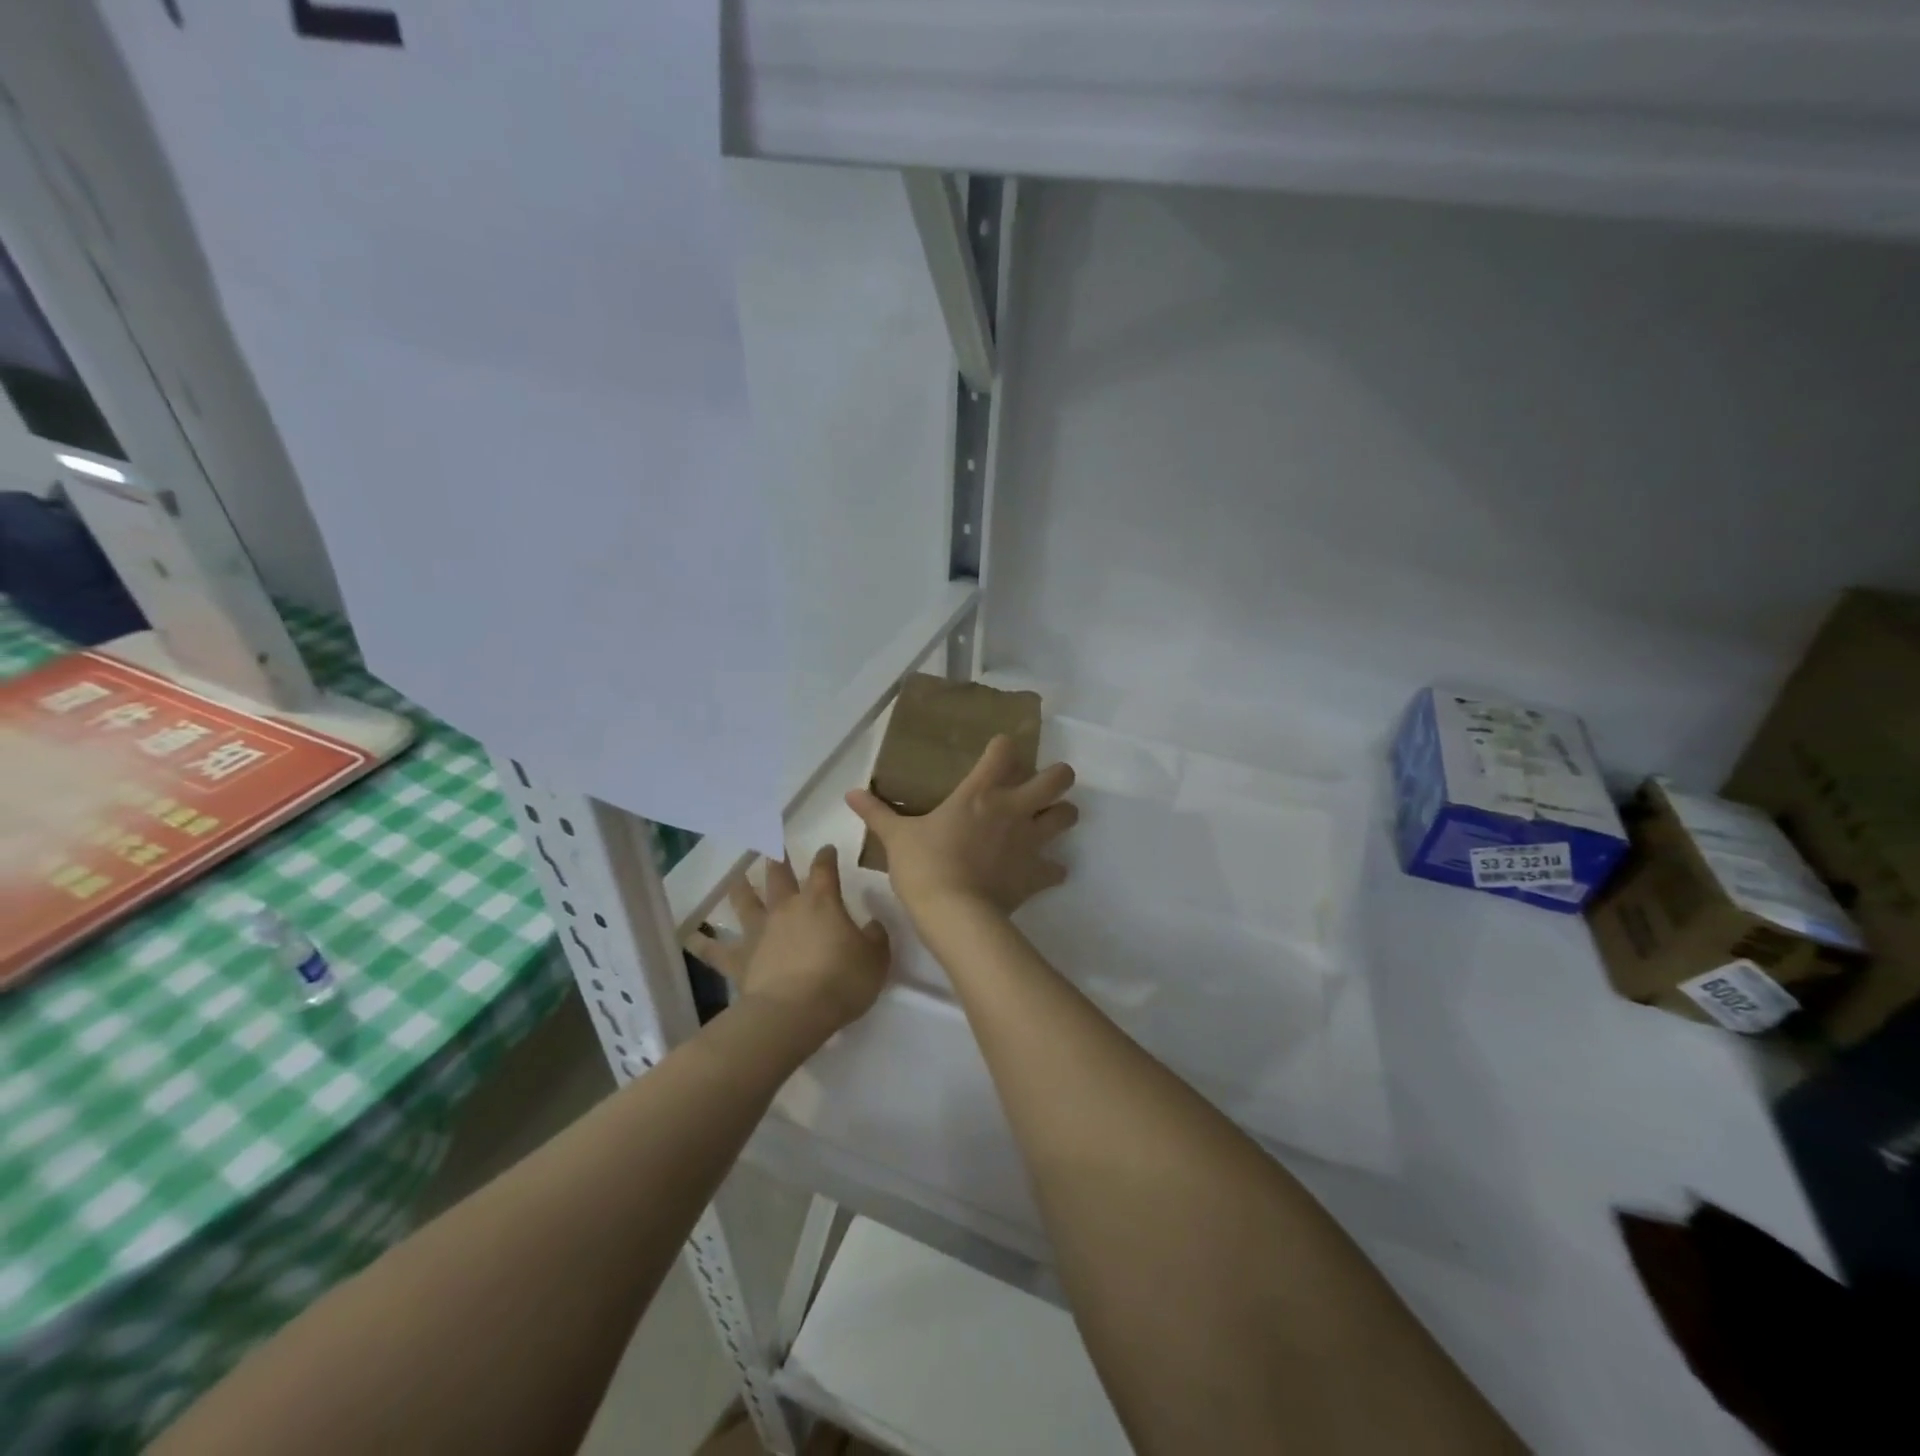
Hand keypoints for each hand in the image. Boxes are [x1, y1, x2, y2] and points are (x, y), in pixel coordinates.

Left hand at [686, 846, 889, 1035]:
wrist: (795, 1013)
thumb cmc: (841, 981)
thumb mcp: (876, 959)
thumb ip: (875, 938)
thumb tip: (872, 924)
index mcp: (821, 901)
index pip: (825, 868)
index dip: (826, 856)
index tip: (827, 848)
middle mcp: (786, 909)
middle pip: (780, 876)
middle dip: (779, 859)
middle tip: (774, 846)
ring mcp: (759, 933)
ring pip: (745, 903)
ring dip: (741, 888)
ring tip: (736, 876)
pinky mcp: (739, 960)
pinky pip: (715, 951)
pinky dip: (702, 944)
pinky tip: (690, 937)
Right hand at [847, 735, 1077, 919]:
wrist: (953, 913)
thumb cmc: (923, 866)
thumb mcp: (896, 838)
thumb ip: (877, 813)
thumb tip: (849, 794)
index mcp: (980, 793)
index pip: (1004, 751)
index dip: (1004, 747)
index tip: (998, 752)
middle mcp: (1013, 809)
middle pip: (1058, 778)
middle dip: (1057, 777)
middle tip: (1041, 786)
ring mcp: (1030, 841)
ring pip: (1068, 816)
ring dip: (1061, 816)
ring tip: (1046, 823)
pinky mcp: (1037, 874)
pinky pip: (1057, 869)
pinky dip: (1052, 869)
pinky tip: (1041, 872)